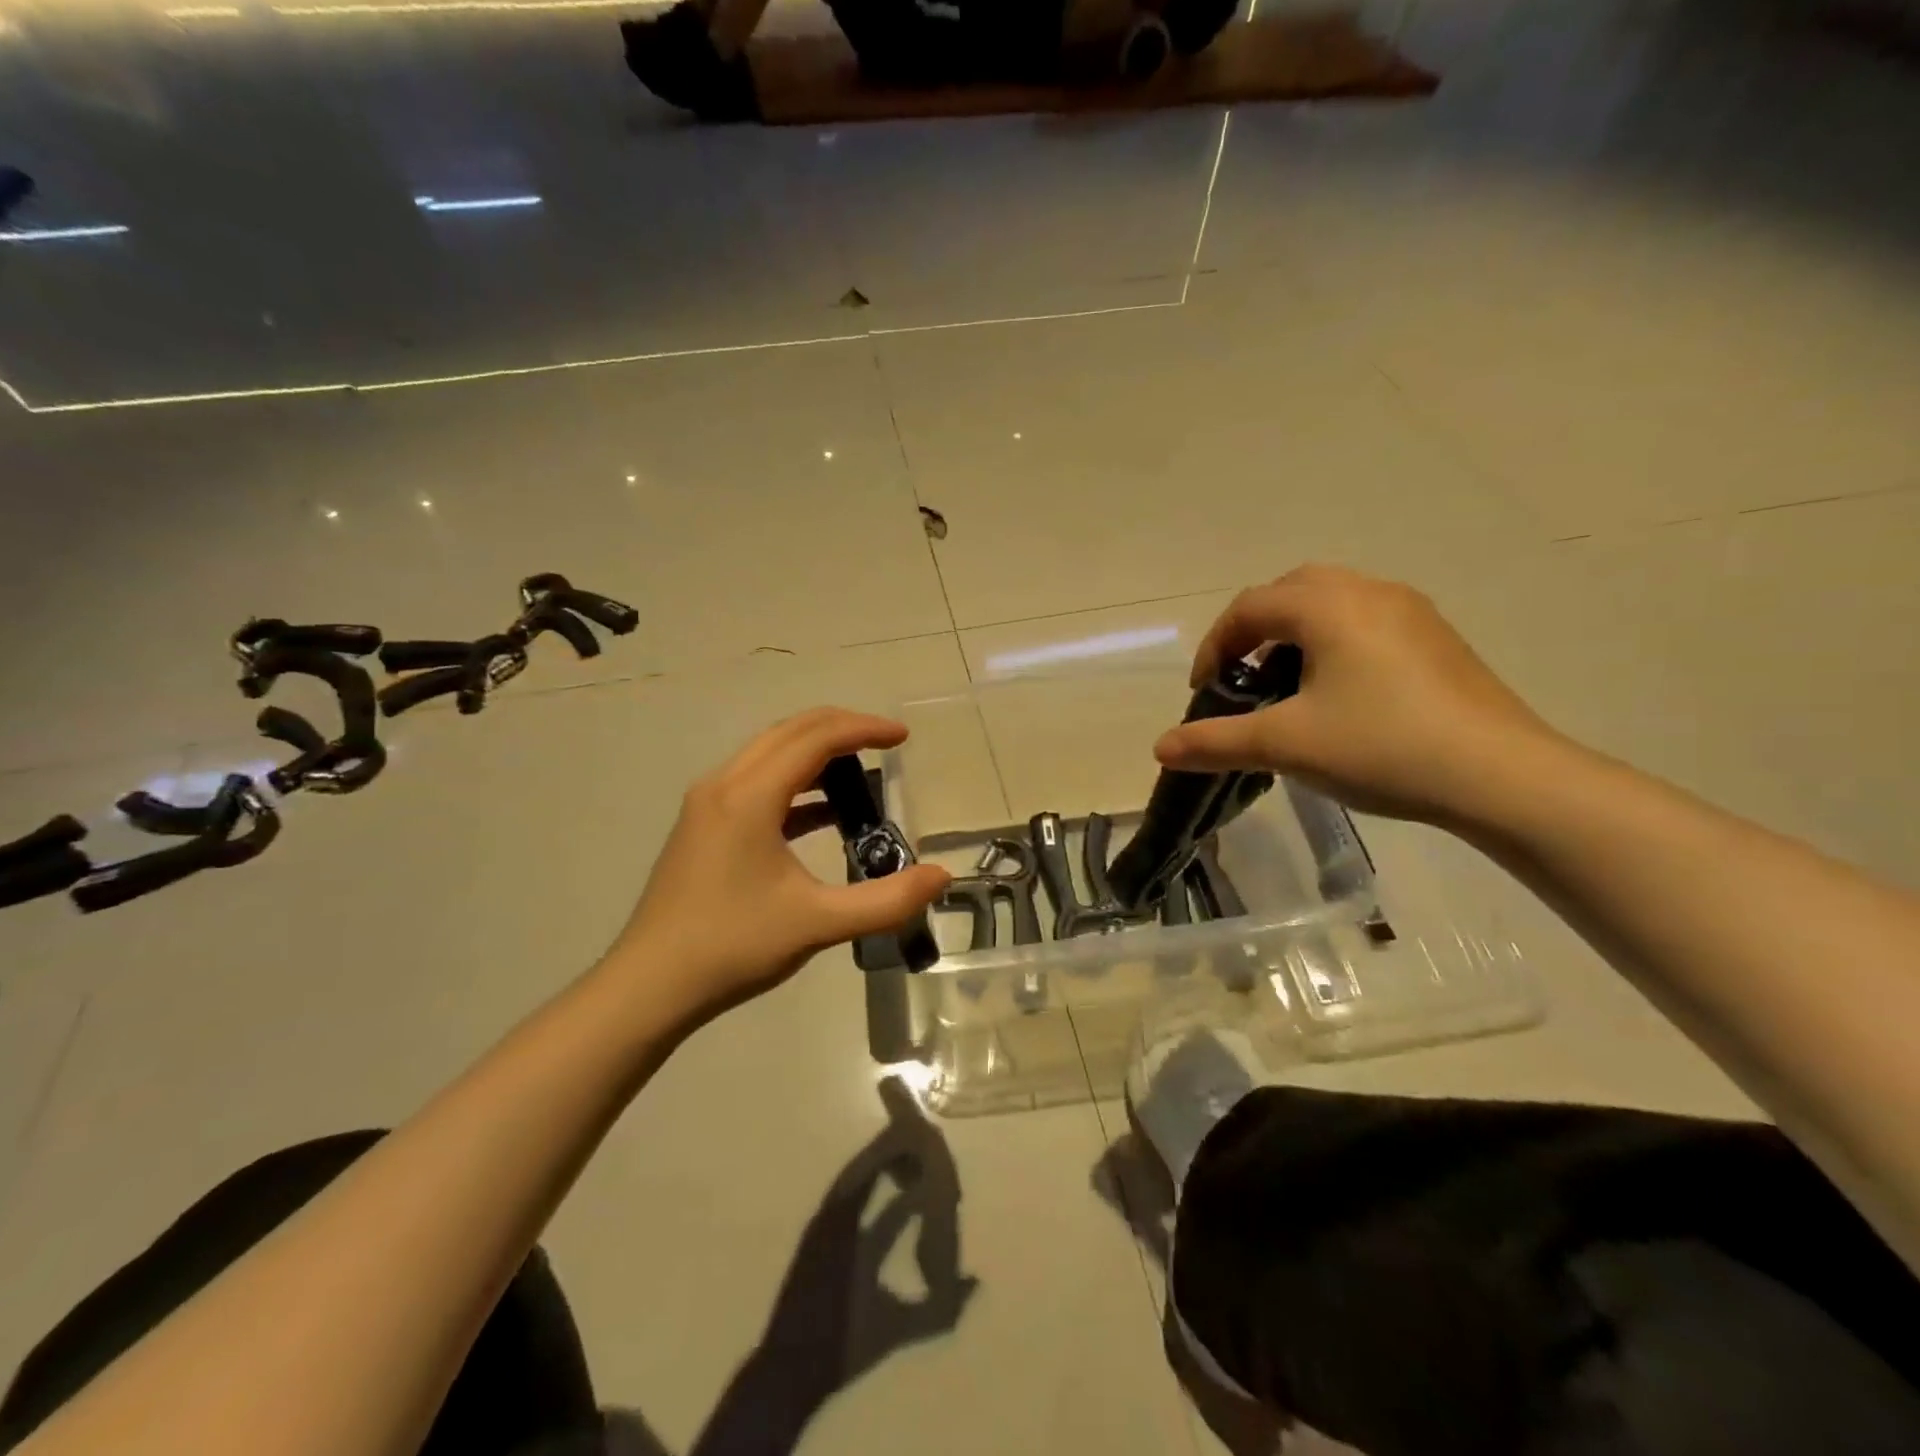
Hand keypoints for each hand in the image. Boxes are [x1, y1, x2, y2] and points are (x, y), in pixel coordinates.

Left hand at [613, 708, 949, 1020]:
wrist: (650, 986)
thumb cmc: (733, 947)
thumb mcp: (818, 924)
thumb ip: (886, 901)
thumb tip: (943, 877)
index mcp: (749, 795)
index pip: (815, 738)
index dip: (863, 729)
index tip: (903, 737)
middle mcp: (724, 784)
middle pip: (790, 731)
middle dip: (841, 728)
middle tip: (886, 741)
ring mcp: (707, 804)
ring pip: (769, 753)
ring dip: (816, 752)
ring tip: (861, 770)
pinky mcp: (702, 825)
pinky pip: (756, 781)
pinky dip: (794, 782)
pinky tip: (822, 812)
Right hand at [1154, 565, 1566, 826]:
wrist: (1501, 776)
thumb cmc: (1381, 746)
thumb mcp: (1285, 746)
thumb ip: (1216, 741)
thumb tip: (1160, 747)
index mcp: (1328, 606)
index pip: (1249, 607)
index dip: (1214, 645)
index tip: (1205, 691)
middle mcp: (1369, 592)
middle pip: (1292, 590)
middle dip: (1255, 629)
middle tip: (1243, 676)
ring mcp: (1412, 613)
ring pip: (1334, 603)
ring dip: (1296, 635)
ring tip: (1287, 686)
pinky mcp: (1438, 640)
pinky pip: (1367, 622)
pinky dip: (1334, 644)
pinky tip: (1341, 695)